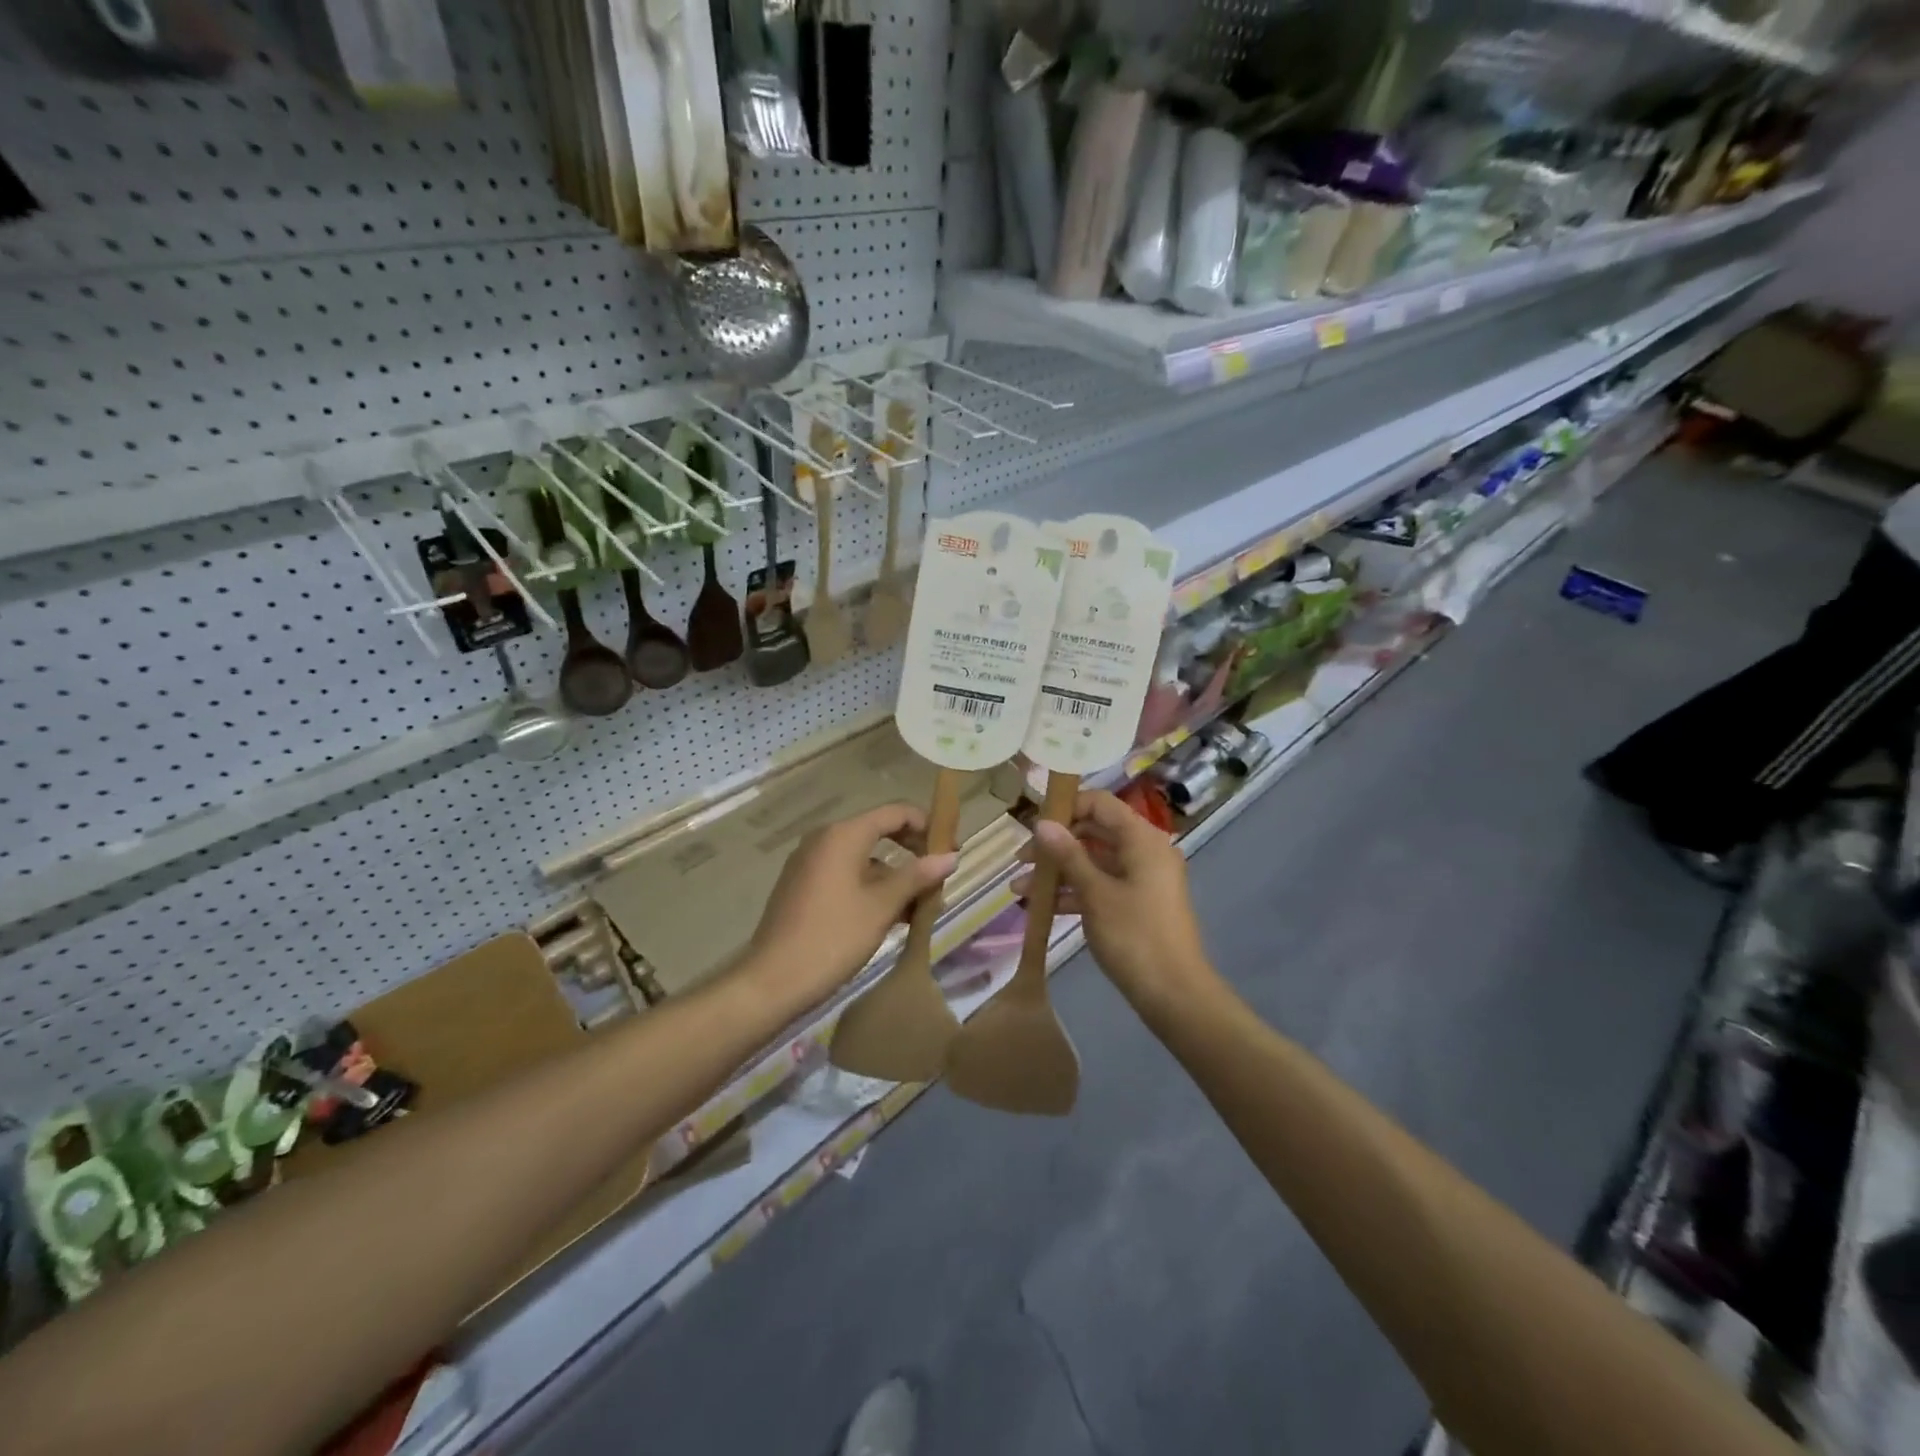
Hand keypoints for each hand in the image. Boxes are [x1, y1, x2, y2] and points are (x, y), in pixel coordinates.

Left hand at [743, 803, 957, 1009]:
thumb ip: (916, 876)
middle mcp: (824, 839)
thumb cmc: (833, 937)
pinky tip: (888, 917)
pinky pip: (845, 874)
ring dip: (893, 876)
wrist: (772, 981)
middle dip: (912, 853)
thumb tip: (951, 856)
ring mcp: (809, 862)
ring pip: (863, 857)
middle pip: (878, 832)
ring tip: (918, 907)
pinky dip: (870, 887)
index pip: (895, 812)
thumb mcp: (881, 907)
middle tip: (938, 878)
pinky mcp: (802, 885)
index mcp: (843, 835)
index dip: (926, 825)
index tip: (950, 850)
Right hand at [1013, 790, 1216, 1014]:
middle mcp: (1145, 852)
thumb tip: (1042, 823)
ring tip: (1020, 888)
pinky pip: (1102, 885)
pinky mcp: (1137, 904)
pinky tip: (1043, 906)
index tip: (1034, 825)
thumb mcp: (1096, 894)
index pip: (1100, 804)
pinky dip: (1075, 891)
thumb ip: (1068, 855)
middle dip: (1056, 845)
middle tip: (1022, 860)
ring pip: (1095, 862)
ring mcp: (1142, 879)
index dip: (1066, 808)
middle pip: (1095, 832)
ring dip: (1059, 872)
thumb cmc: (1135, 936)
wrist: (1174, 995)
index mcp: (1142, 839)